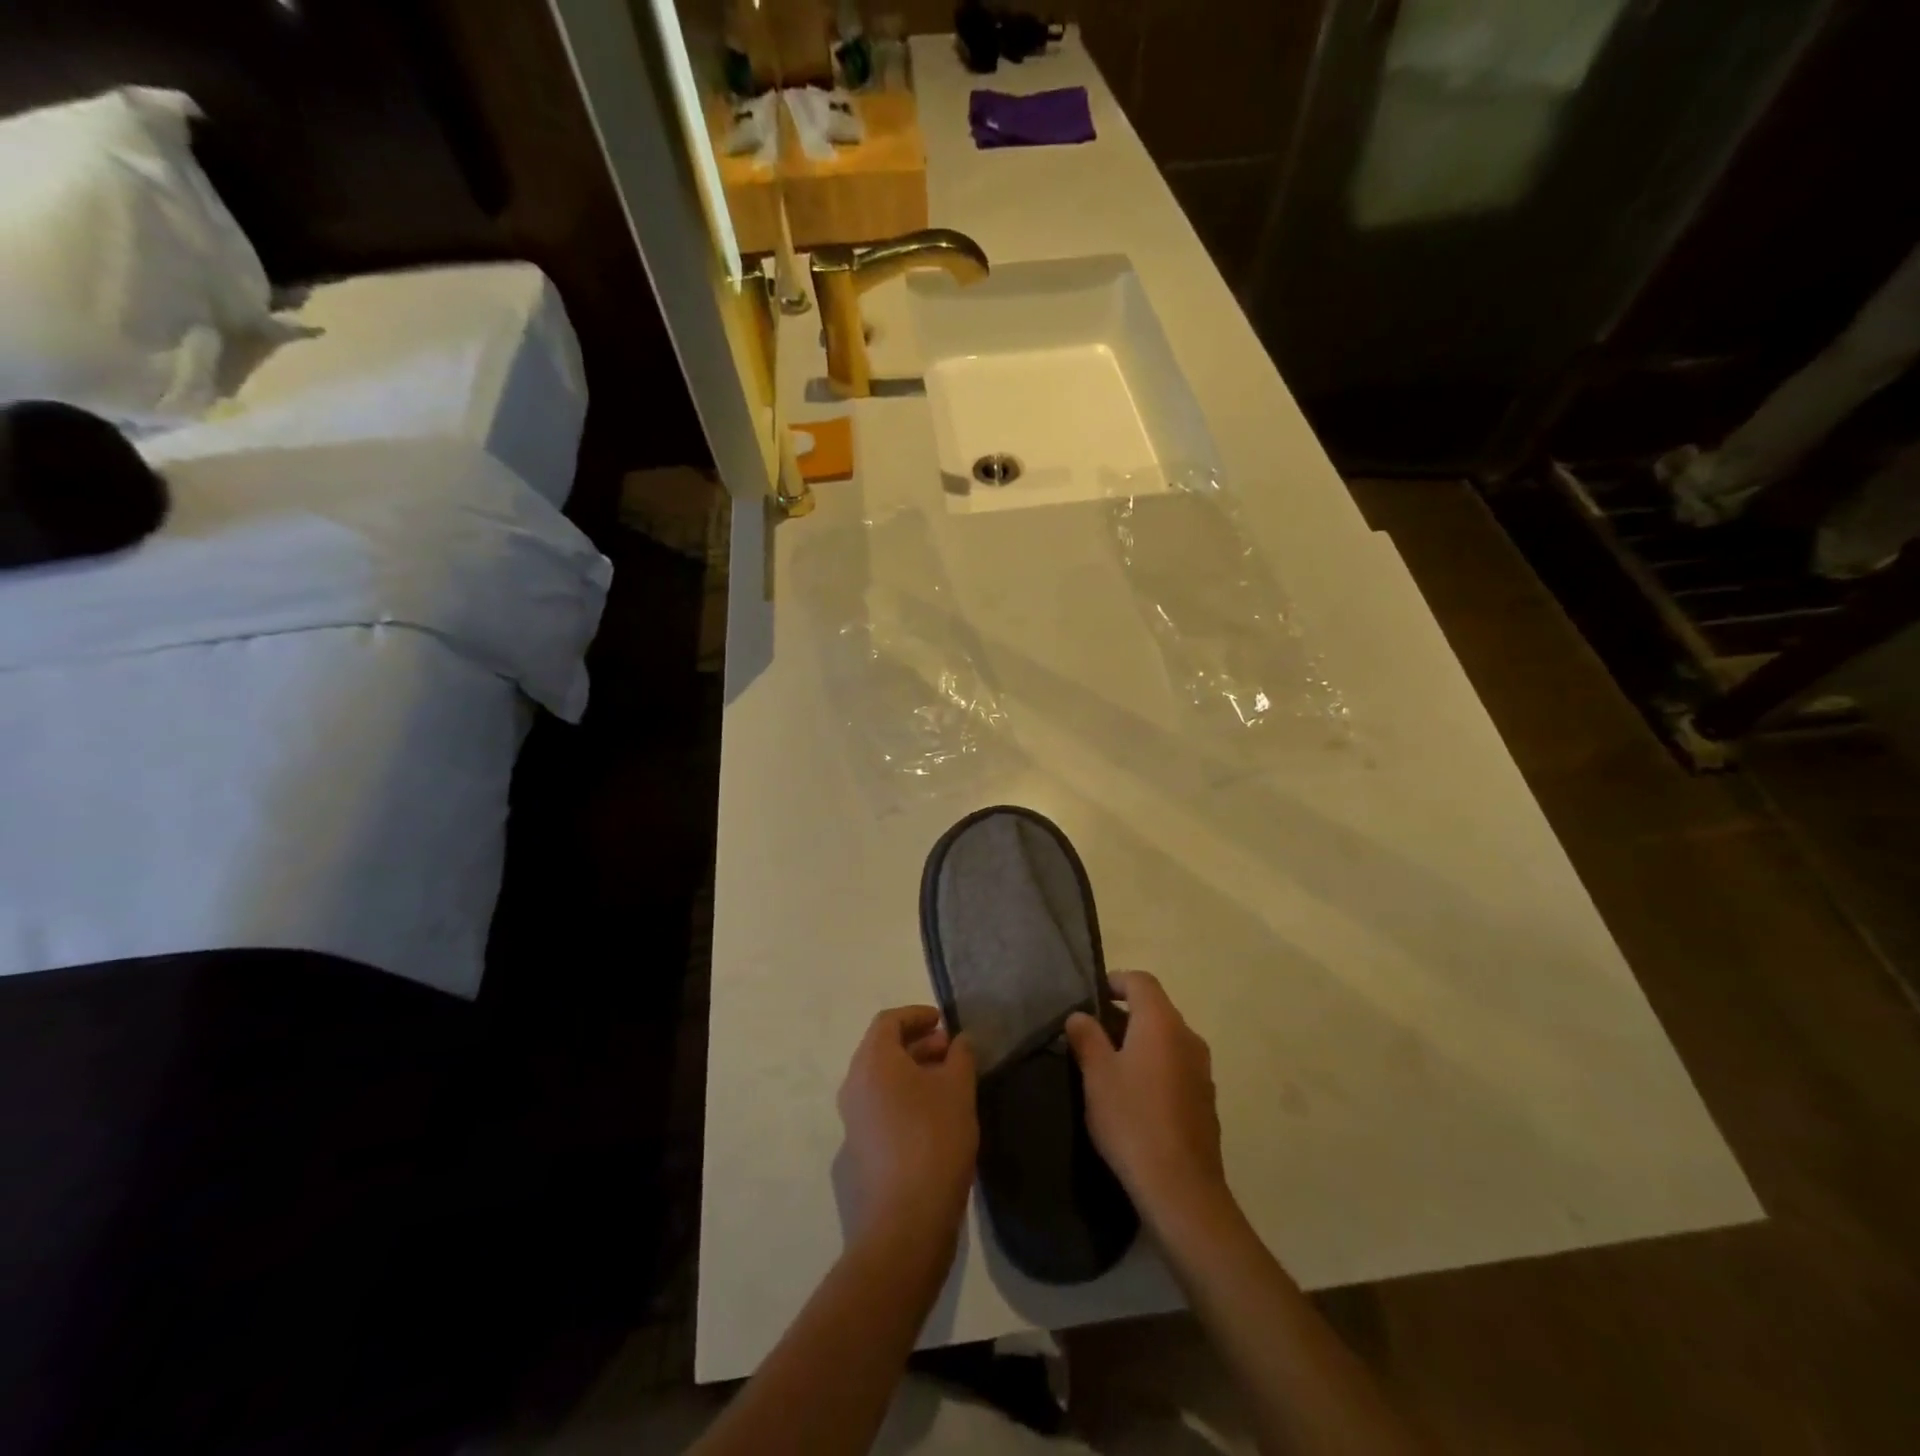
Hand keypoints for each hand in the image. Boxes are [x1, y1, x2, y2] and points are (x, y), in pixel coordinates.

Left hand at [836, 1006, 978, 1248]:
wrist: (904, 1223)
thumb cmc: (933, 1141)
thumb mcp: (958, 1090)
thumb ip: (961, 1056)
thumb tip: (960, 1041)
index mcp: (873, 1062)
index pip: (889, 1021)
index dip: (916, 1015)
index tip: (943, 1021)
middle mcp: (854, 1085)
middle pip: (882, 1049)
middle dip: (916, 1043)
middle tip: (949, 1051)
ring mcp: (852, 1120)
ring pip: (880, 1080)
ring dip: (911, 1071)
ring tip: (946, 1082)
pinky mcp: (858, 1151)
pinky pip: (879, 1107)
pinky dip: (903, 1098)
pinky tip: (932, 1117)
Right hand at [1065, 971, 1228, 1230]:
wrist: (1181, 1189)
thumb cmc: (1132, 1120)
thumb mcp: (1097, 1075)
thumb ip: (1087, 1038)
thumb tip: (1079, 1015)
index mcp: (1161, 1023)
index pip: (1141, 981)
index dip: (1115, 981)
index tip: (1092, 996)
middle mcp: (1188, 1037)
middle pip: (1156, 1008)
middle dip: (1125, 1013)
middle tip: (1093, 1032)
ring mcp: (1202, 1069)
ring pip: (1167, 1039)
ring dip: (1141, 1041)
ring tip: (1111, 1064)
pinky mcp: (1206, 1099)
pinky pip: (1177, 1066)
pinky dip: (1156, 1066)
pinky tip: (1136, 1096)